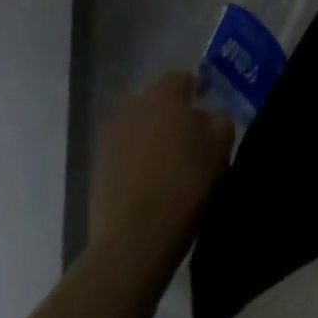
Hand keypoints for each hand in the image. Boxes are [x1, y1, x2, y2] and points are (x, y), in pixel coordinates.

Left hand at [88, 72, 234, 268]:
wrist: (134, 239)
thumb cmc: (185, 182)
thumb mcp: (221, 146)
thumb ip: (220, 119)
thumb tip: (210, 114)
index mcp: (165, 94)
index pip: (183, 77)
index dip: (198, 91)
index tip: (208, 112)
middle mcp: (133, 106)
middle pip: (157, 100)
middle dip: (172, 113)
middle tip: (190, 137)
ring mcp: (110, 137)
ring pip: (138, 126)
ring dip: (151, 136)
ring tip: (168, 162)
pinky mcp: (96, 168)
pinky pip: (123, 153)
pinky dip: (135, 160)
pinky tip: (149, 182)